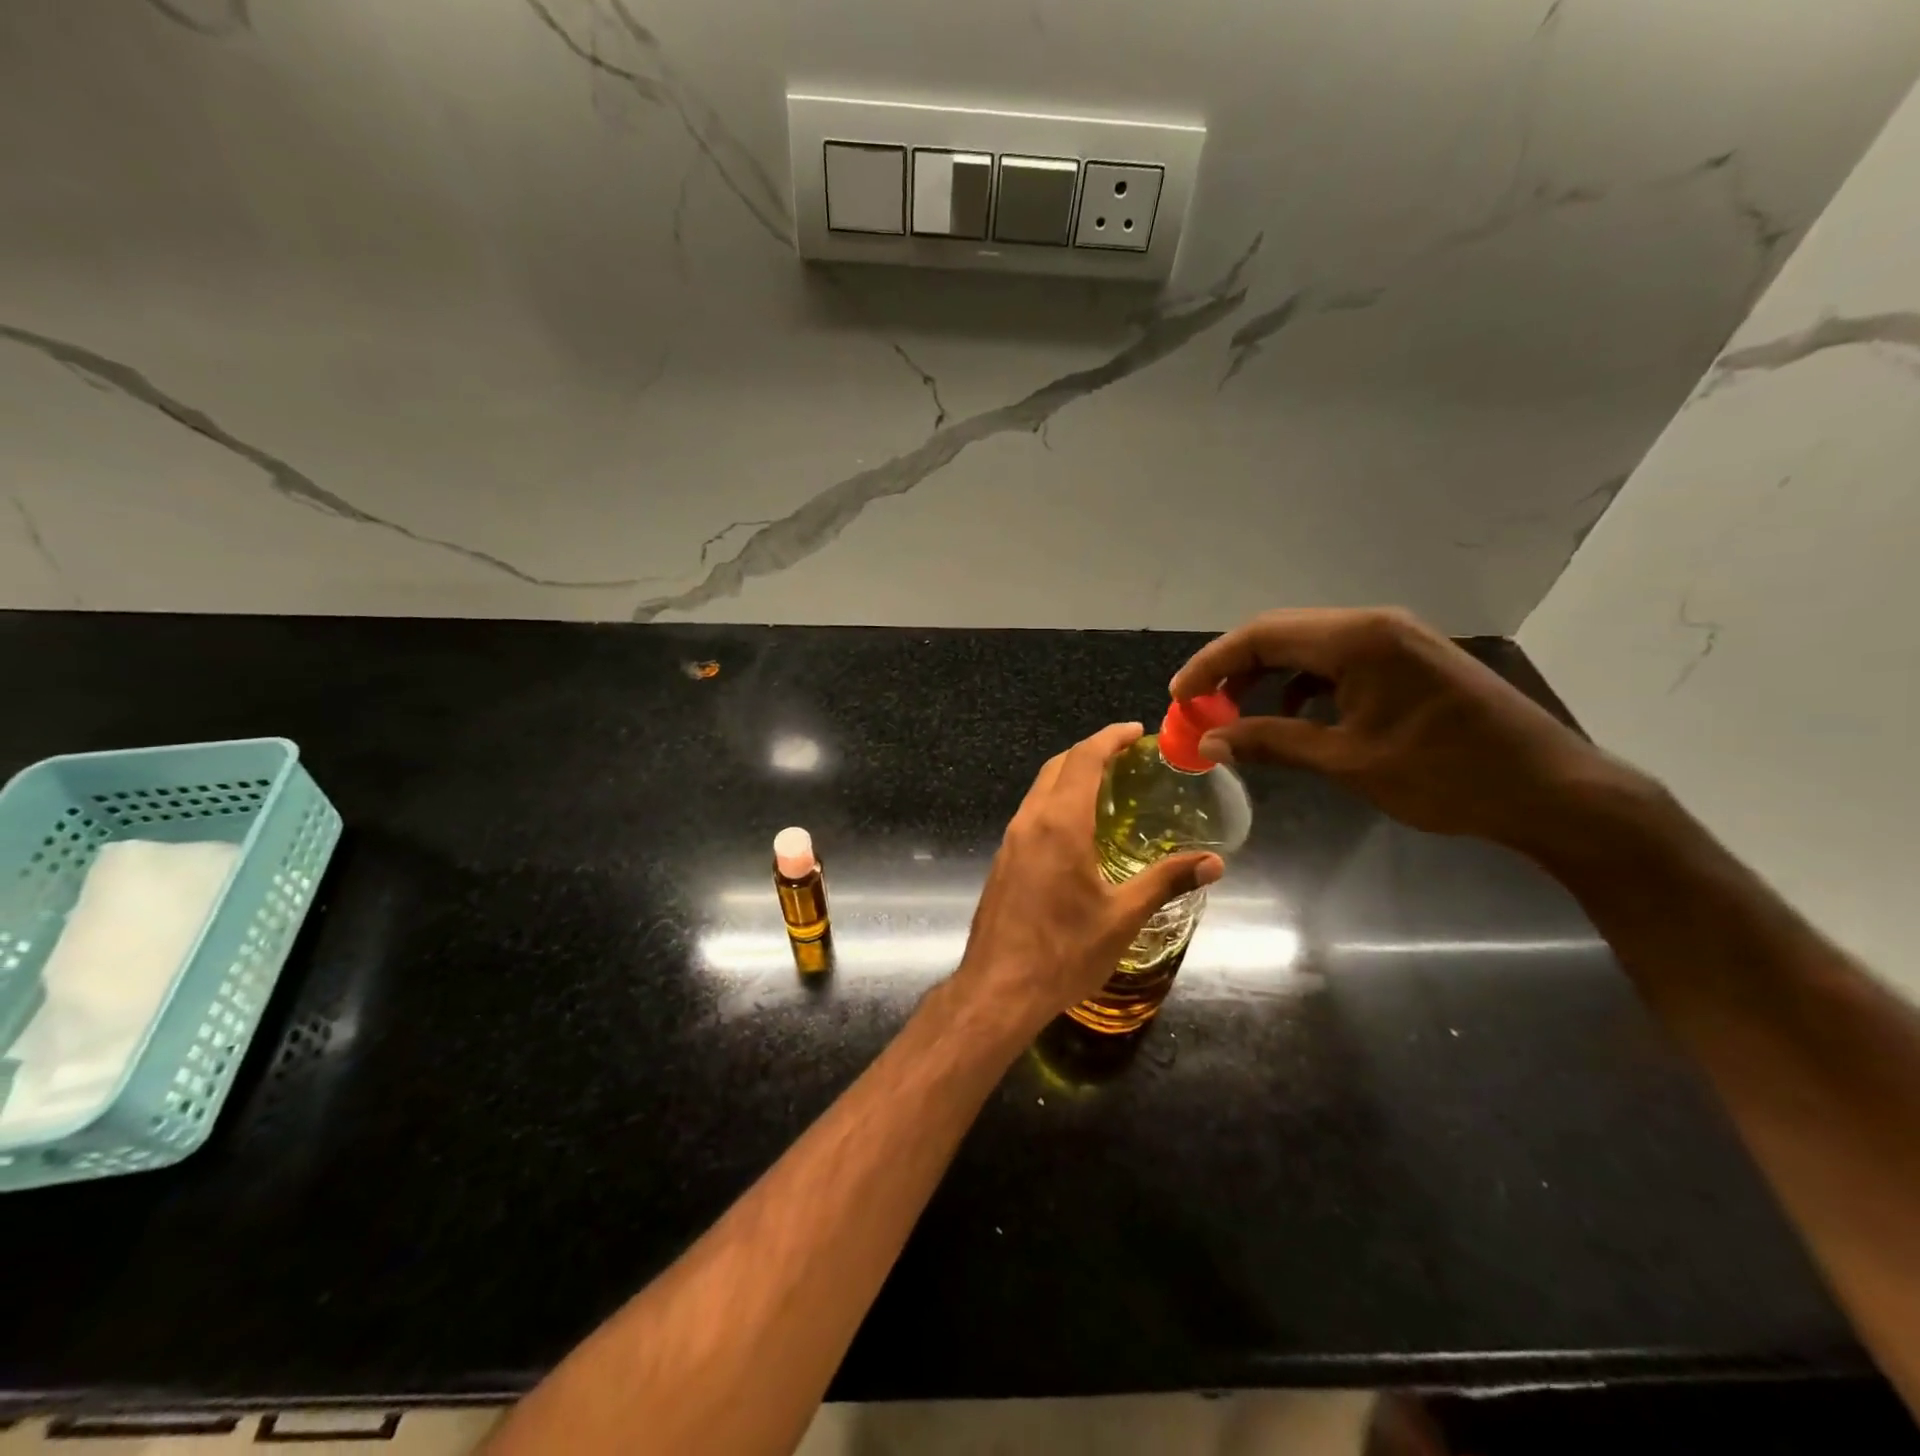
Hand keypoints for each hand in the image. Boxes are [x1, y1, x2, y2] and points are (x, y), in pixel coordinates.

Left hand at [955, 722, 1222, 1031]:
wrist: (998, 988)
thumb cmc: (1064, 951)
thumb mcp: (1123, 917)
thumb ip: (1167, 881)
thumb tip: (1215, 862)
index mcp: (1060, 823)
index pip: (1084, 759)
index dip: (1110, 737)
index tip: (1135, 730)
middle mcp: (1030, 820)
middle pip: (1058, 766)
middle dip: (1091, 751)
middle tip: (1126, 755)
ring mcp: (1011, 840)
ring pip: (1040, 789)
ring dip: (1071, 775)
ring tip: (1107, 785)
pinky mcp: (1003, 859)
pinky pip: (1032, 813)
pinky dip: (1056, 800)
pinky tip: (1077, 827)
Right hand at [1170, 607, 1642, 854]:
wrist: (1551, 791)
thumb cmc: (1446, 776)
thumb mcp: (1348, 762)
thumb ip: (1272, 743)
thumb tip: (1208, 743)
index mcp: (1358, 639)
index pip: (1261, 636)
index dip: (1211, 665)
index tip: (1178, 697)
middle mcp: (1374, 625)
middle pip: (1280, 634)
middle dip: (1232, 669)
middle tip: (1199, 707)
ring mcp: (1395, 639)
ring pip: (1307, 646)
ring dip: (1265, 676)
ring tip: (1234, 714)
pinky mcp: (1408, 660)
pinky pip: (1337, 660)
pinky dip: (1302, 683)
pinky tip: (1292, 714)